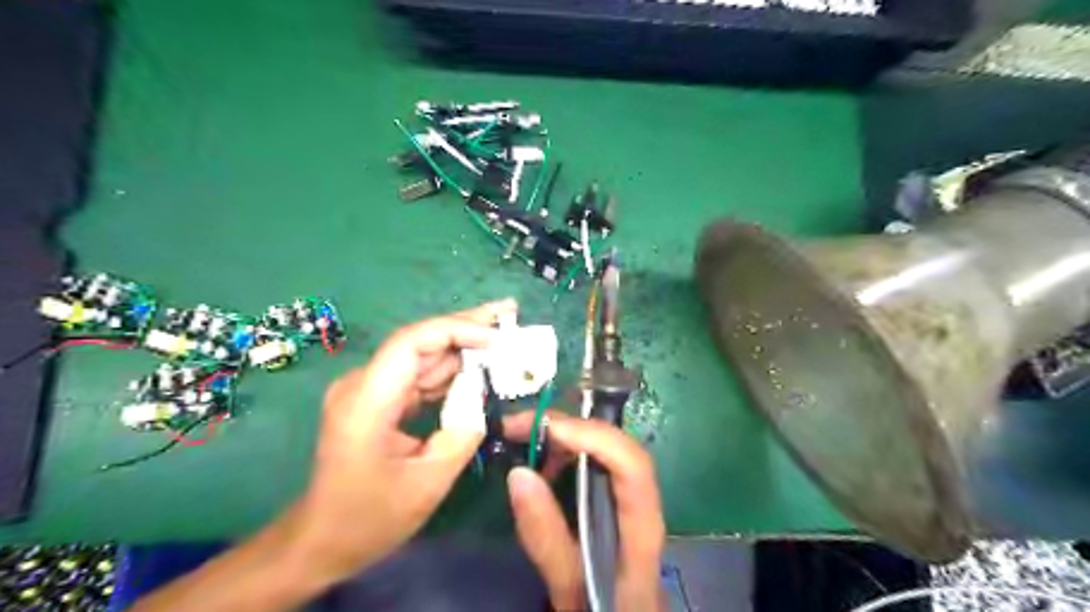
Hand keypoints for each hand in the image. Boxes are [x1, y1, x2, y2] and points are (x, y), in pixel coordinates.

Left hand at [290, 301, 516, 582]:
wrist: (321, 540)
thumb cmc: (370, 518)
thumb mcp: (428, 482)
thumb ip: (462, 433)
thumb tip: (483, 399)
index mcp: (366, 402)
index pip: (411, 343)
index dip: (456, 330)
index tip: (496, 336)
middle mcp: (363, 385)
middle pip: (419, 341)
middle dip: (466, 326)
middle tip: (508, 312)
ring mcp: (368, 390)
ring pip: (422, 356)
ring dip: (463, 347)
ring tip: (504, 336)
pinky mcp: (378, 400)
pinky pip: (419, 377)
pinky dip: (451, 372)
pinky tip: (480, 366)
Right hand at [500, 412, 664, 611]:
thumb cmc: (603, 611)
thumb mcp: (569, 588)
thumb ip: (546, 538)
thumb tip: (518, 473)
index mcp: (642, 530)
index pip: (632, 466)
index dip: (594, 437)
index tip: (546, 429)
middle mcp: (644, 503)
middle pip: (617, 447)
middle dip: (570, 426)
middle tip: (518, 425)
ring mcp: (632, 497)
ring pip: (606, 448)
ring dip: (566, 435)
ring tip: (523, 439)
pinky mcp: (617, 499)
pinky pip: (595, 461)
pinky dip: (567, 451)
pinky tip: (541, 462)